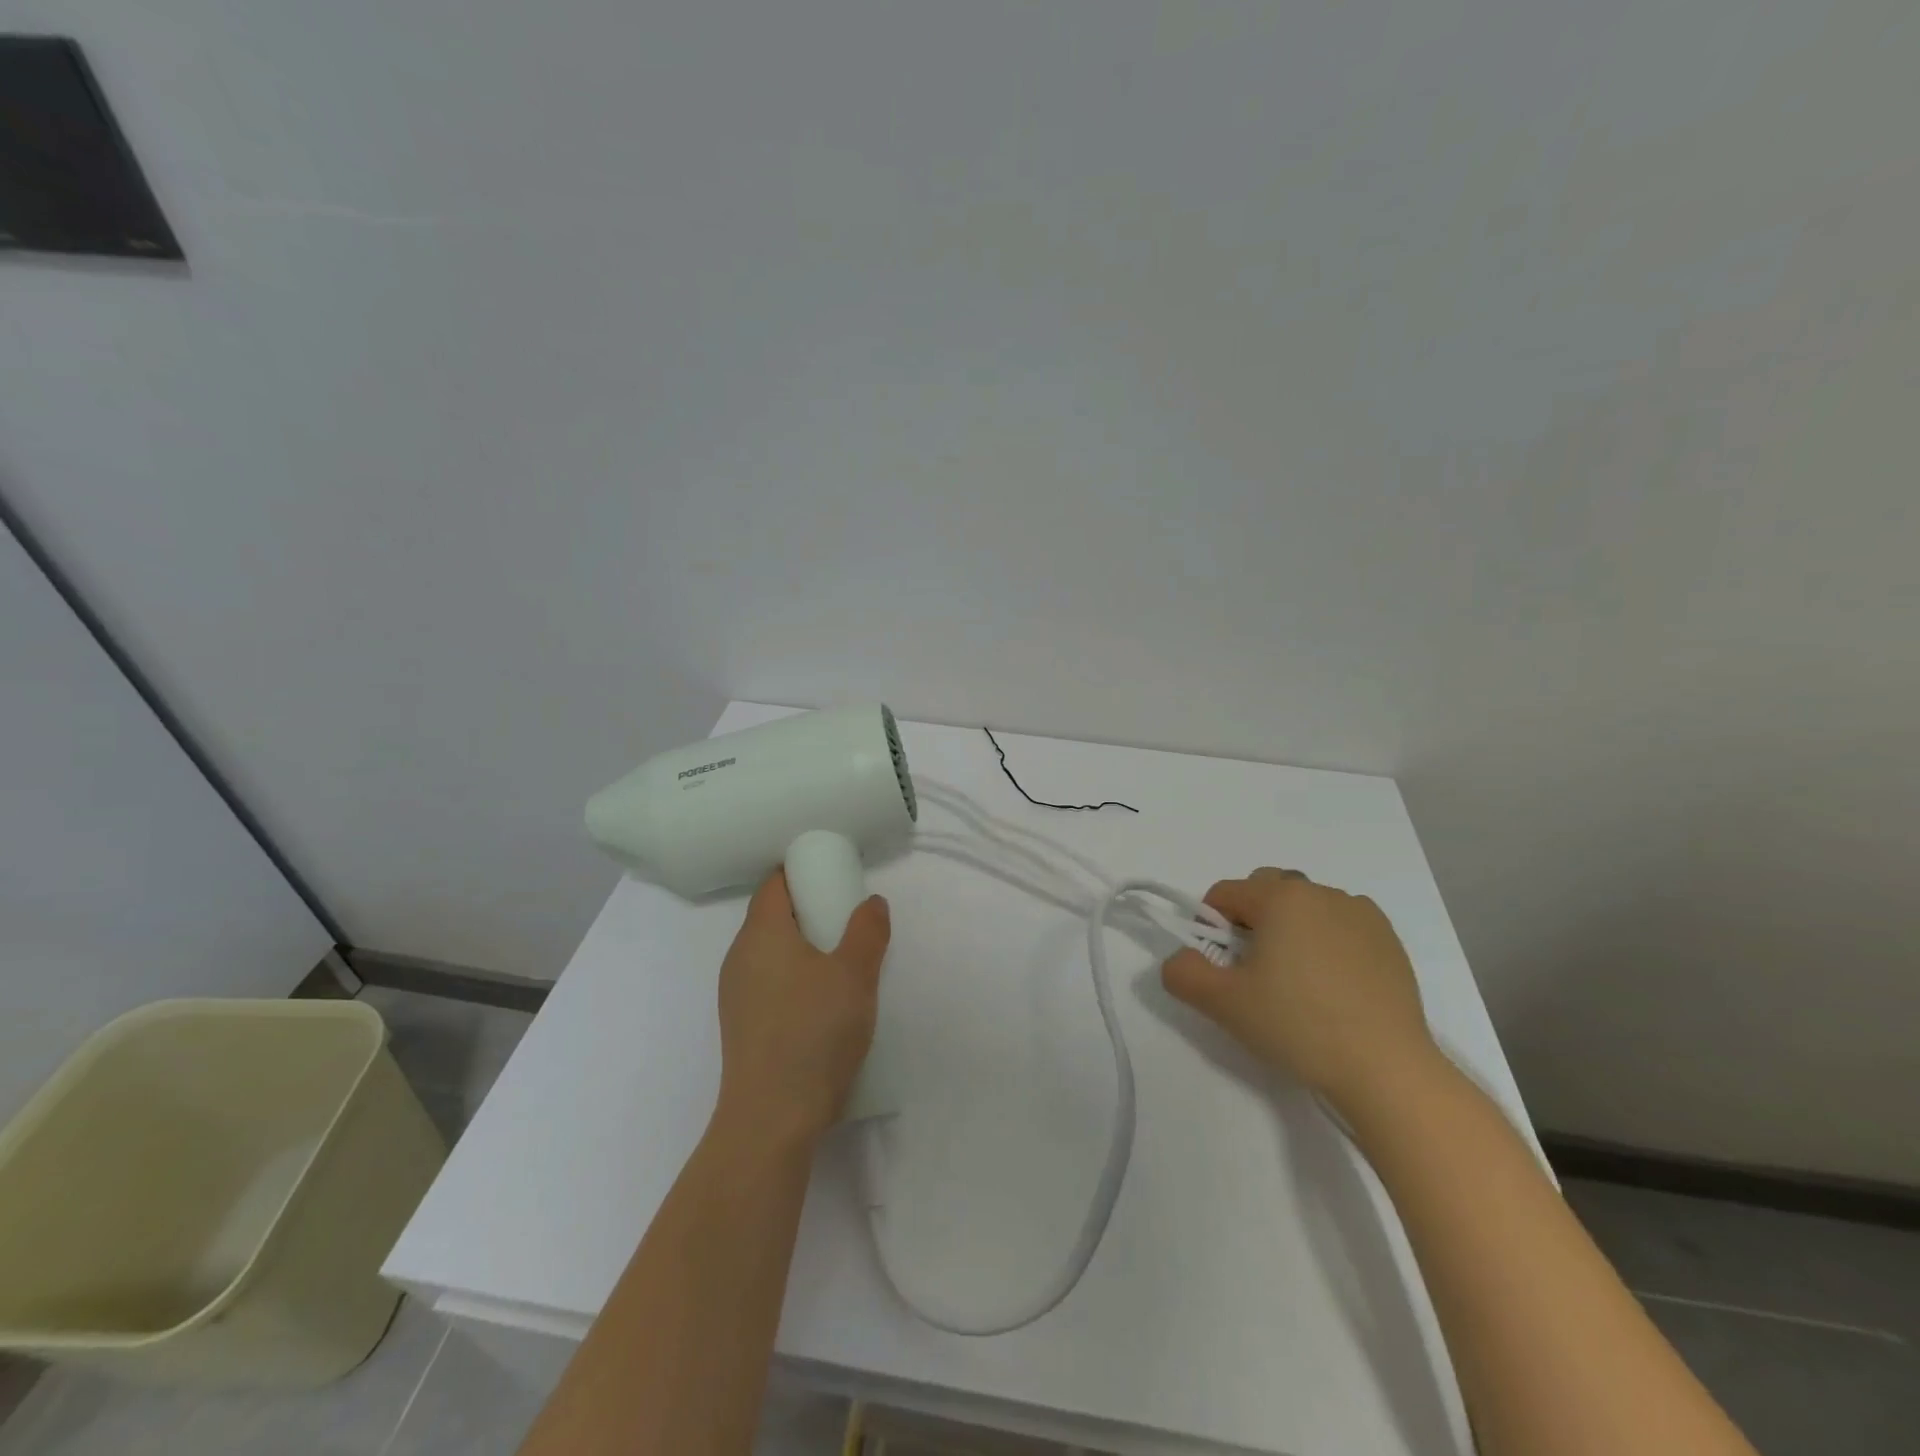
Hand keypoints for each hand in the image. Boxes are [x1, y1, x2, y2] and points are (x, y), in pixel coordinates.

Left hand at [714, 870, 890, 1146]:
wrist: (772, 1118)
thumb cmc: (814, 1032)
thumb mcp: (855, 974)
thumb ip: (867, 931)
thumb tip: (872, 902)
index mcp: (761, 933)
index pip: (774, 884)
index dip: (801, 871)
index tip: (833, 874)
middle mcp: (739, 957)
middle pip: (772, 916)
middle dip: (808, 909)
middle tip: (847, 916)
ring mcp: (735, 994)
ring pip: (770, 951)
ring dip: (802, 945)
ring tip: (841, 959)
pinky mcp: (742, 1025)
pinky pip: (768, 981)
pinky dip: (793, 975)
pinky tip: (821, 999)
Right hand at [1161, 868, 1435, 1110]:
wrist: (1386, 1069)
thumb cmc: (1297, 1025)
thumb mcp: (1222, 1003)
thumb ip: (1183, 973)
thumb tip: (1181, 959)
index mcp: (1280, 897)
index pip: (1225, 892)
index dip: (1210, 924)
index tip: (1220, 965)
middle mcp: (1321, 892)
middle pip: (1267, 889)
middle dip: (1251, 919)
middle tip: (1254, 969)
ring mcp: (1361, 914)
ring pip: (1306, 906)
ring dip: (1291, 927)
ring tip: (1296, 980)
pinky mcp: (1389, 940)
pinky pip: (1342, 924)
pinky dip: (1328, 940)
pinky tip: (1332, 985)